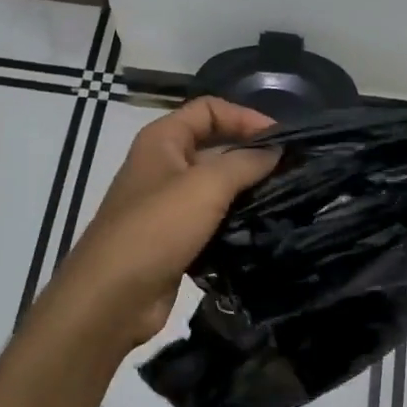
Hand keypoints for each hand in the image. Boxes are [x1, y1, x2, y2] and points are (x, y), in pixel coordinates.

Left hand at [35, 98, 278, 352]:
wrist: (112, 297)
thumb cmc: (156, 229)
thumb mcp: (206, 186)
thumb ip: (245, 162)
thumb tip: (278, 150)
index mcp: (162, 140)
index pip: (209, 109)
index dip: (245, 117)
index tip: (283, 139)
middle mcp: (163, 165)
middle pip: (215, 146)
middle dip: (252, 154)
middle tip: (293, 170)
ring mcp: (168, 204)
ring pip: (216, 186)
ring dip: (247, 190)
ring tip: (287, 198)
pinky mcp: (175, 239)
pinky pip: (212, 219)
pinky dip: (236, 221)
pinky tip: (264, 228)